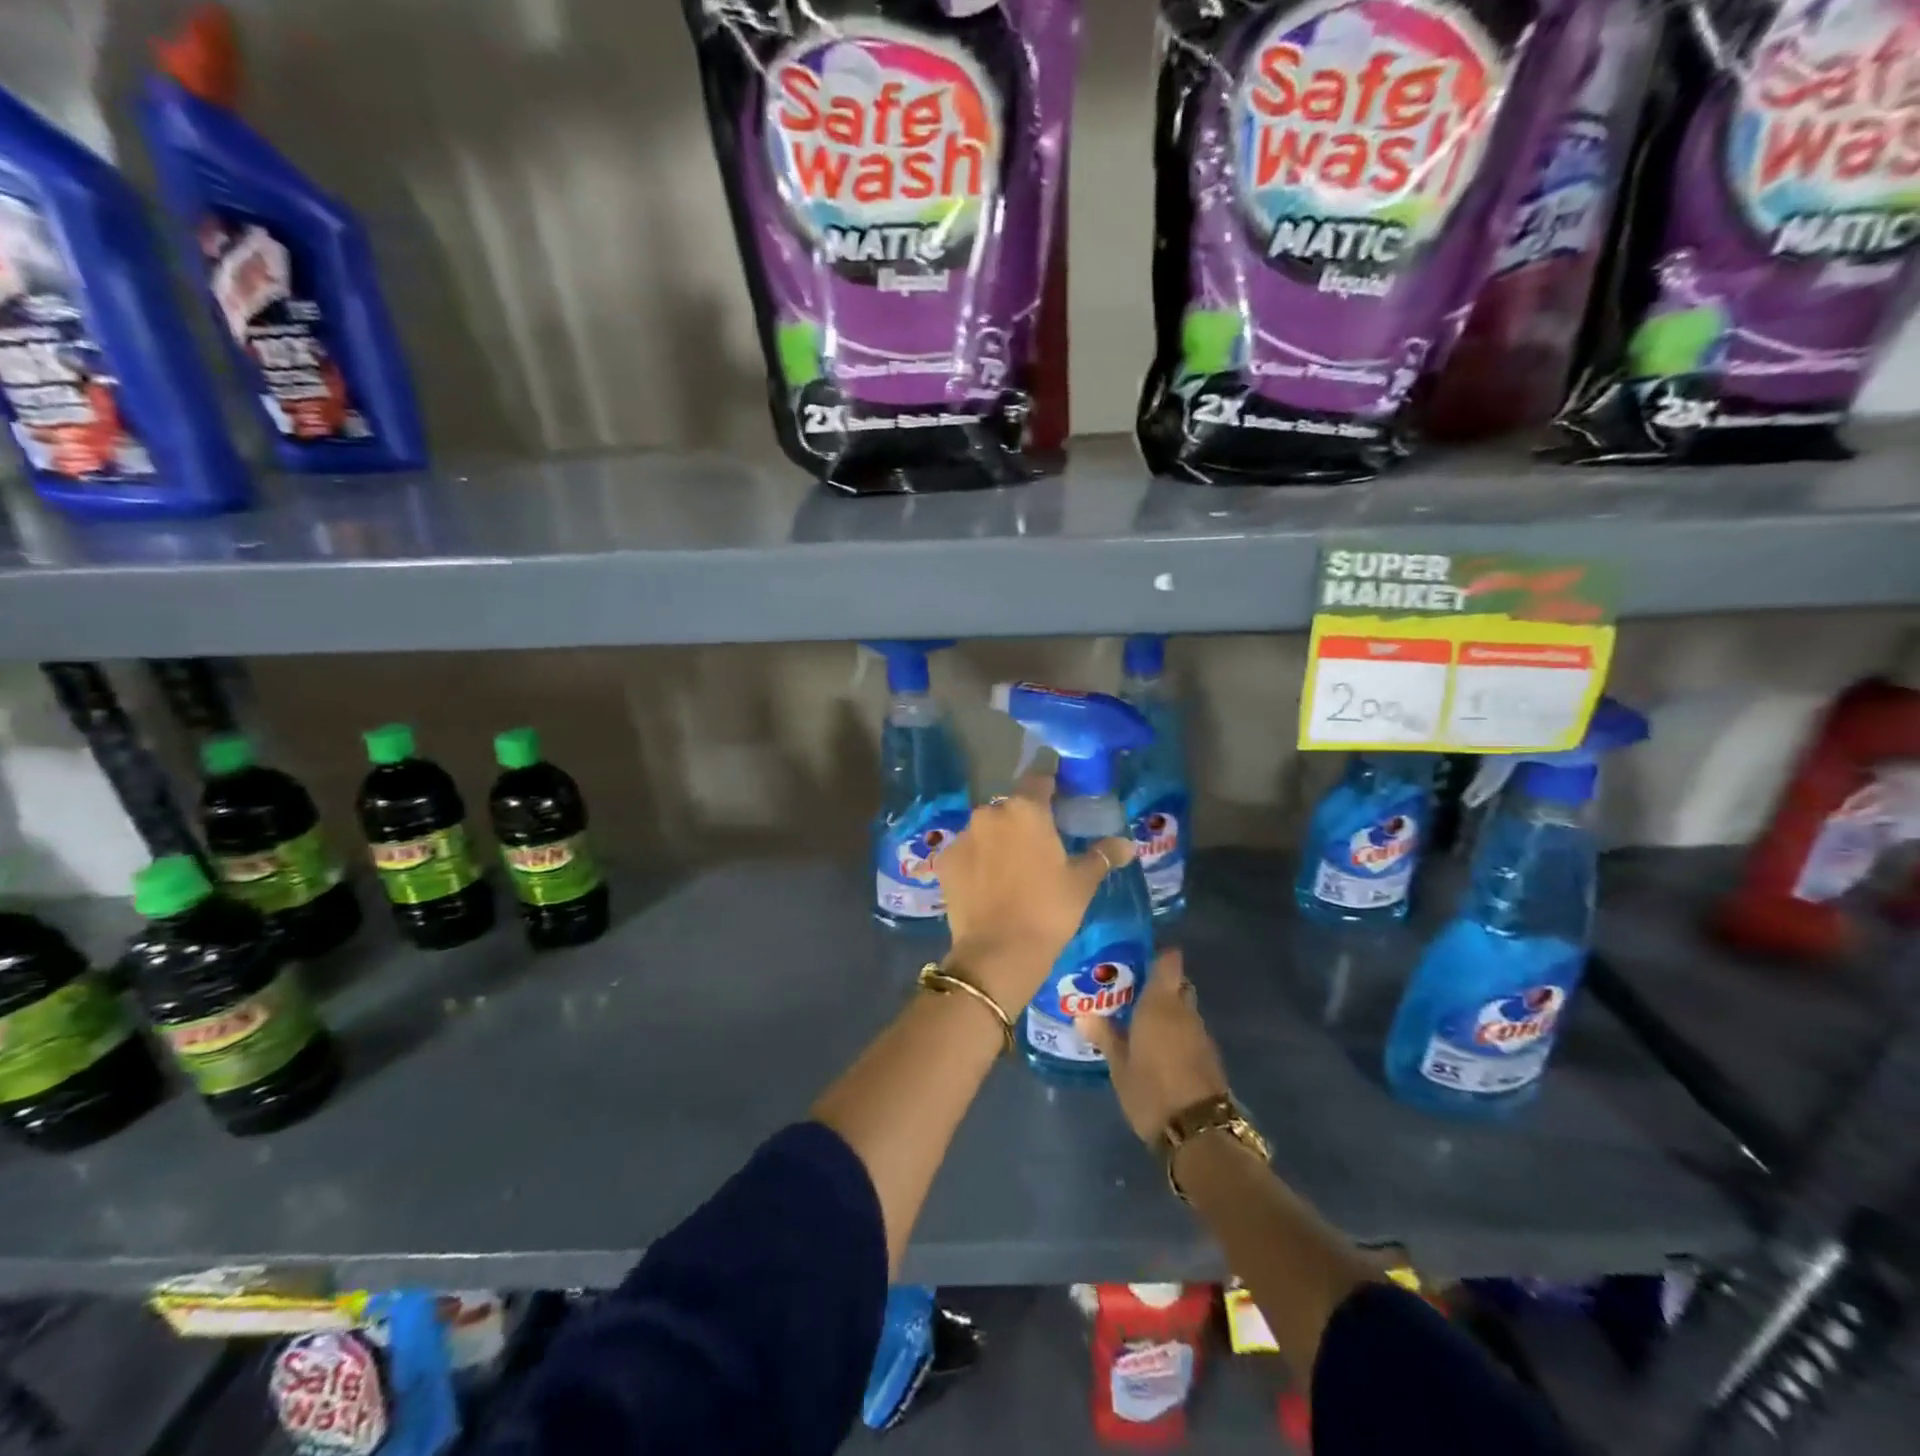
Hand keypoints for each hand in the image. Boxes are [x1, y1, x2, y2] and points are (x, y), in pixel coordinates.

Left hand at [933, 771, 1133, 1009]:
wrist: (998, 953)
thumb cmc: (1048, 910)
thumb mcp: (1081, 883)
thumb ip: (1102, 855)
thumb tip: (1127, 844)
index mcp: (1025, 809)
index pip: (1040, 779)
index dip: (1052, 788)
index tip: (1062, 802)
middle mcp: (990, 813)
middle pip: (1011, 806)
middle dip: (1025, 819)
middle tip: (1041, 845)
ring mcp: (963, 836)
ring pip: (987, 829)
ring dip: (999, 840)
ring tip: (1014, 869)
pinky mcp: (945, 861)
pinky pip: (967, 852)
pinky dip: (977, 861)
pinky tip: (988, 884)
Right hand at [1075, 949, 1229, 1144]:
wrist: (1199, 1133)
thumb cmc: (1151, 1090)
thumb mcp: (1119, 1065)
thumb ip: (1104, 1035)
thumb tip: (1082, 1014)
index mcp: (1161, 1003)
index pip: (1168, 961)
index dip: (1156, 953)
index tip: (1135, 956)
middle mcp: (1185, 1011)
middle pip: (1176, 984)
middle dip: (1157, 985)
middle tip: (1129, 992)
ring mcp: (1201, 1034)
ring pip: (1183, 1009)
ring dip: (1166, 1011)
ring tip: (1137, 1021)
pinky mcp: (1209, 1056)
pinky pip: (1189, 1031)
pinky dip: (1175, 1031)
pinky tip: (1155, 1046)